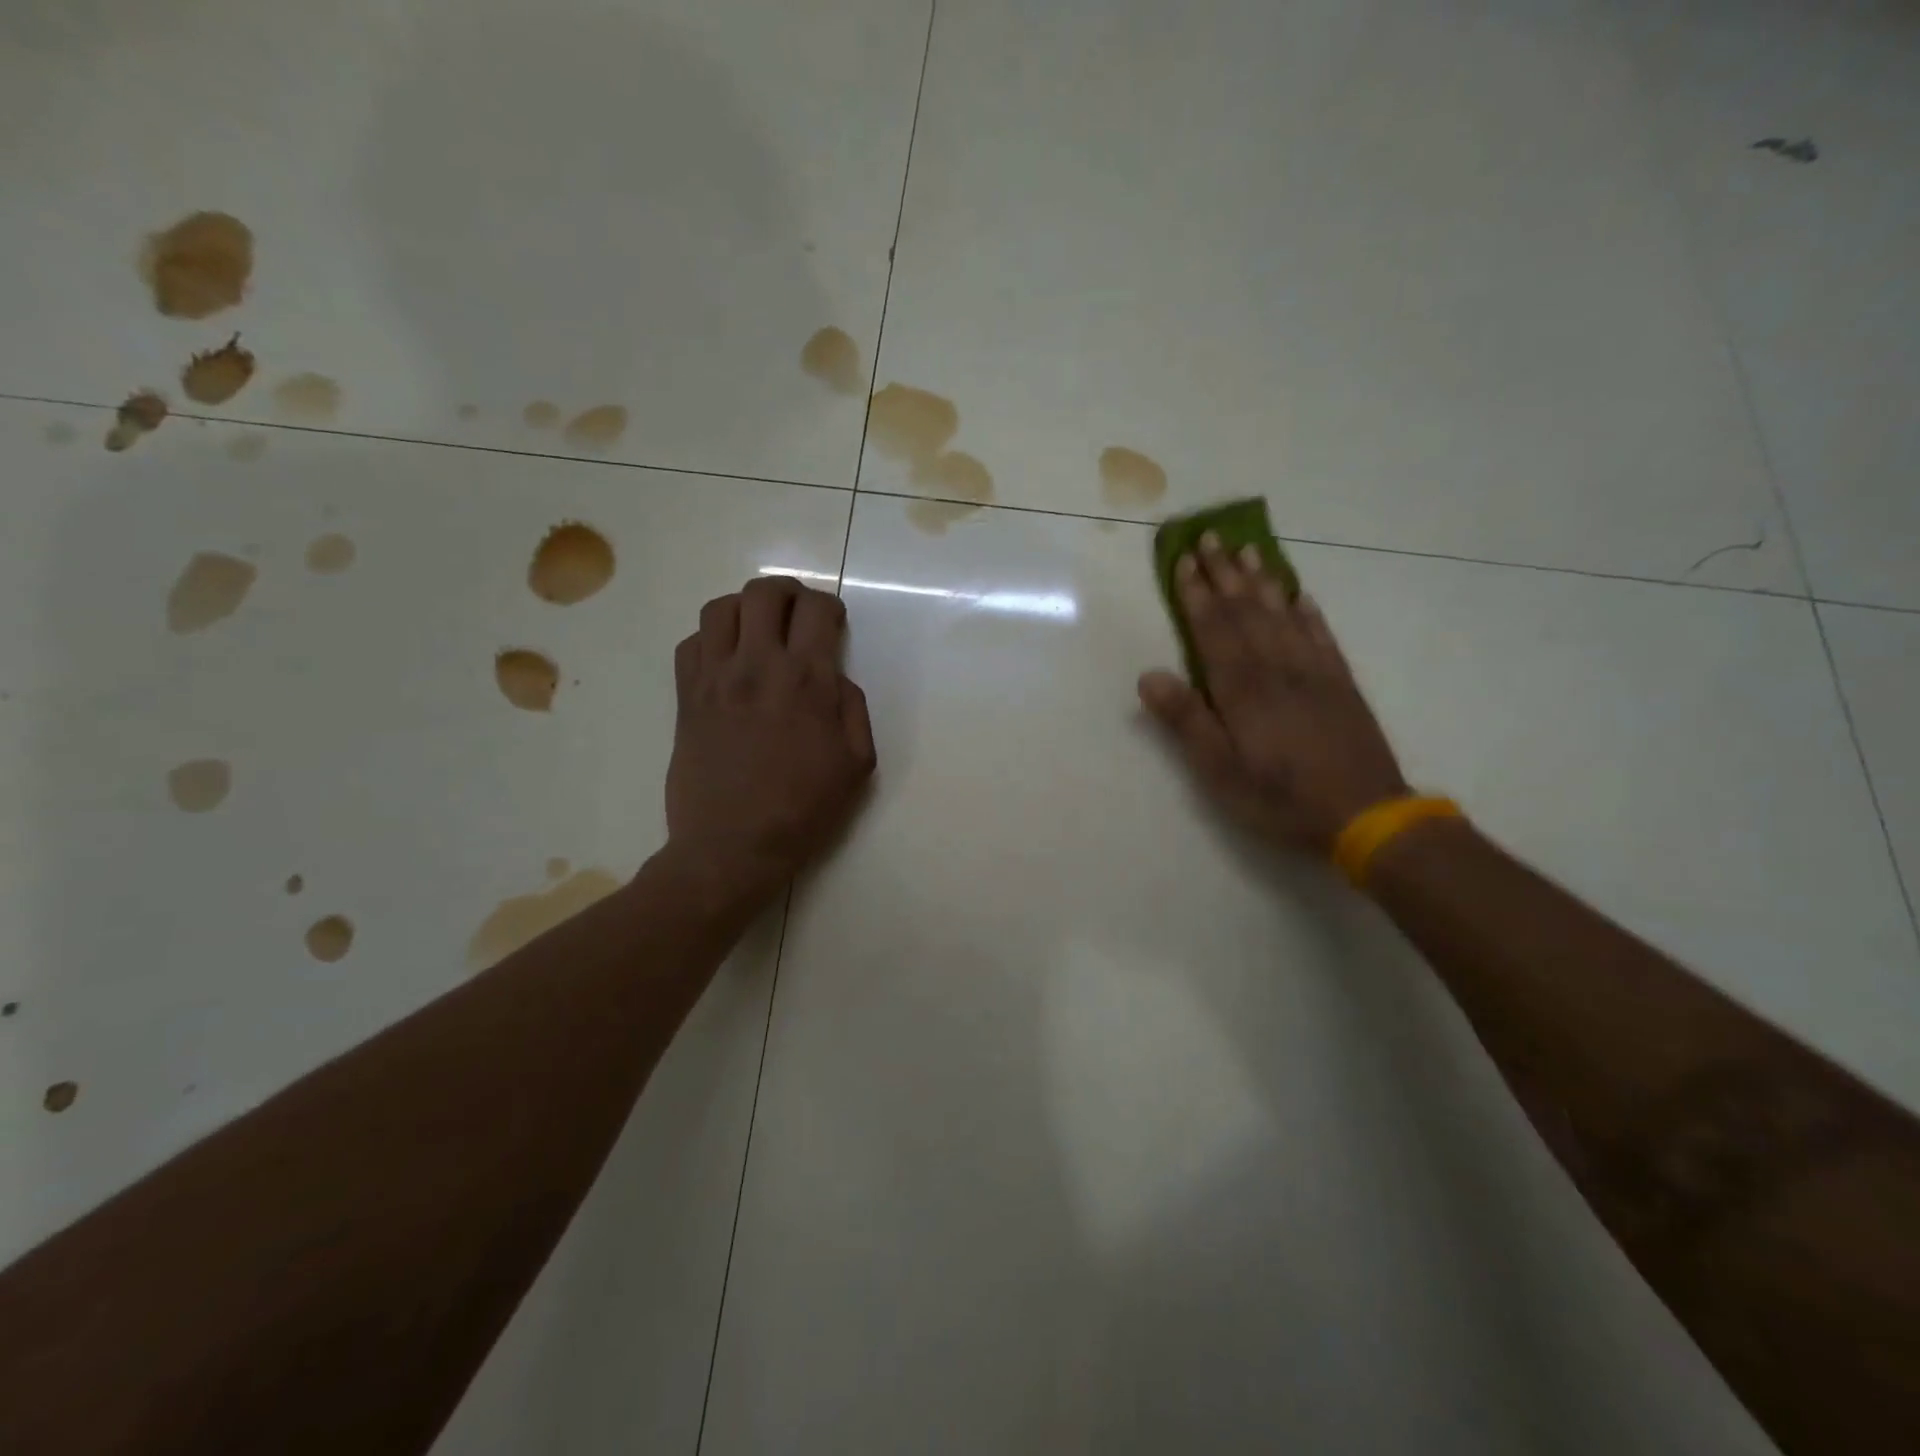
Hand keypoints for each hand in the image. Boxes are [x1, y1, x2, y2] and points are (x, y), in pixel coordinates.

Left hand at [666, 575, 875, 903]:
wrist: (732, 846)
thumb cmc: (803, 809)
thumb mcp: (857, 764)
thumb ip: (853, 709)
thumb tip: (835, 678)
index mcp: (806, 679)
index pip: (816, 610)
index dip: (829, 606)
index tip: (833, 623)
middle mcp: (758, 665)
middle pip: (764, 593)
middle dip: (788, 592)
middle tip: (798, 614)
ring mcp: (715, 678)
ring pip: (720, 608)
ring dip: (745, 608)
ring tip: (758, 629)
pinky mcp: (686, 697)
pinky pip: (690, 643)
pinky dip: (710, 639)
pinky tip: (725, 660)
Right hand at [1139, 536, 1406, 854]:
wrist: (1364, 814)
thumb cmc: (1279, 797)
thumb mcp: (1219, 770)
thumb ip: (1186, 720)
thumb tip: (1149, 675)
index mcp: (1242, 688)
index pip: (1213, 629)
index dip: (1196, 594)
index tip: (1184, 560)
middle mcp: (1277, 668)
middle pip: (1246, 611)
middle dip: (1225, 573)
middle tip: (1211, 536)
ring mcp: (1314, 672)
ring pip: (1282, 615)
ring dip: (1263, 581)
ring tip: (1250, 550)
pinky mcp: (1341, 684)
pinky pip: (1321, 636)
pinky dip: (1307, 612)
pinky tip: (1299, 596)